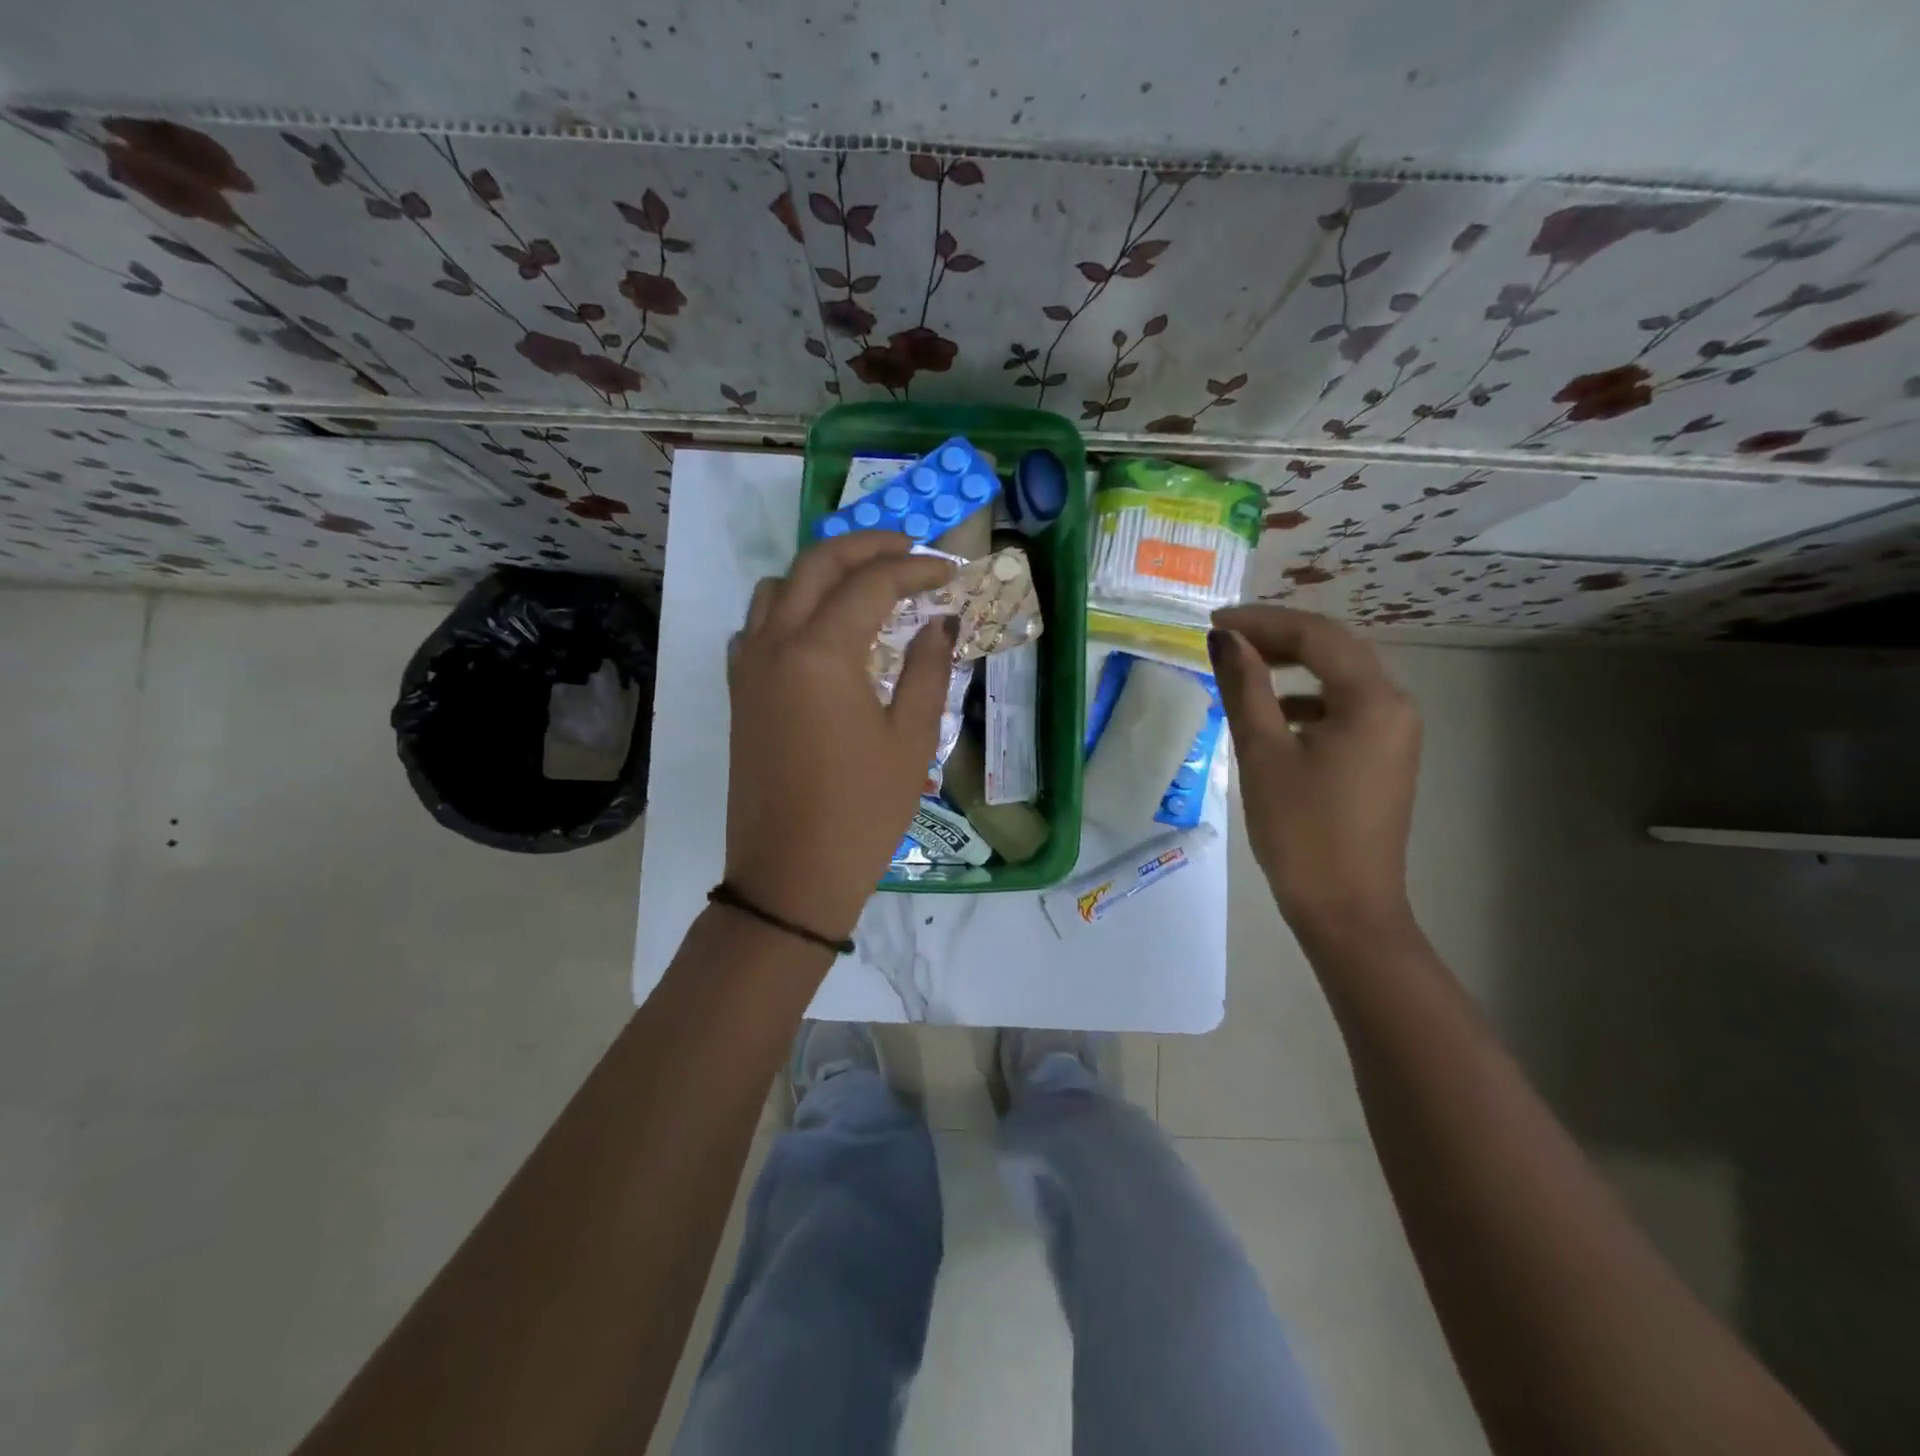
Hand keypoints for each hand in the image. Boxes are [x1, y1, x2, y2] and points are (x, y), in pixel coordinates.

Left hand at [724, 532, 956, 944]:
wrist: (791, 874)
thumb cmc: (862, 811)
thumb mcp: (911, 740)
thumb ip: (928, 670)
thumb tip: (939, 624)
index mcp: (821, 652)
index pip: (872, 583)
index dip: (915, 569)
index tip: (948, 571)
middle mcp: (776, 643)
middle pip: (816, 564)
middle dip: (866, 546)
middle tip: (909, 551)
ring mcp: (749, 666)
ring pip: (778, 587)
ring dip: (821, 572)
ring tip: (864, 586)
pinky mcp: (740, 692)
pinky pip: (758, 624)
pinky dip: (790, 607)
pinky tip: (820, 632)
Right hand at [1208, 606, 1421, 942]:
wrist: (1346, 909)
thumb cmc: (1300, 830)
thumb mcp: (1263, 753)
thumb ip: (1245, 687)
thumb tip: (1223, 639)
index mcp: (1372, 699)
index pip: (1316, 635)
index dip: (1261, 621)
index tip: (1212, 625)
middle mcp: (1395, 705)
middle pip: (1334, 649)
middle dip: (1277, 637)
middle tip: (1224, 640)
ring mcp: (1394, 732)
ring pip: (1340, 677)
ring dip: (1291, 666)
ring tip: (1242, 670)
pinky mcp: (1383, 756)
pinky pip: (1344, 708)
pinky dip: (1306, 699)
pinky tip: (1273, 715)